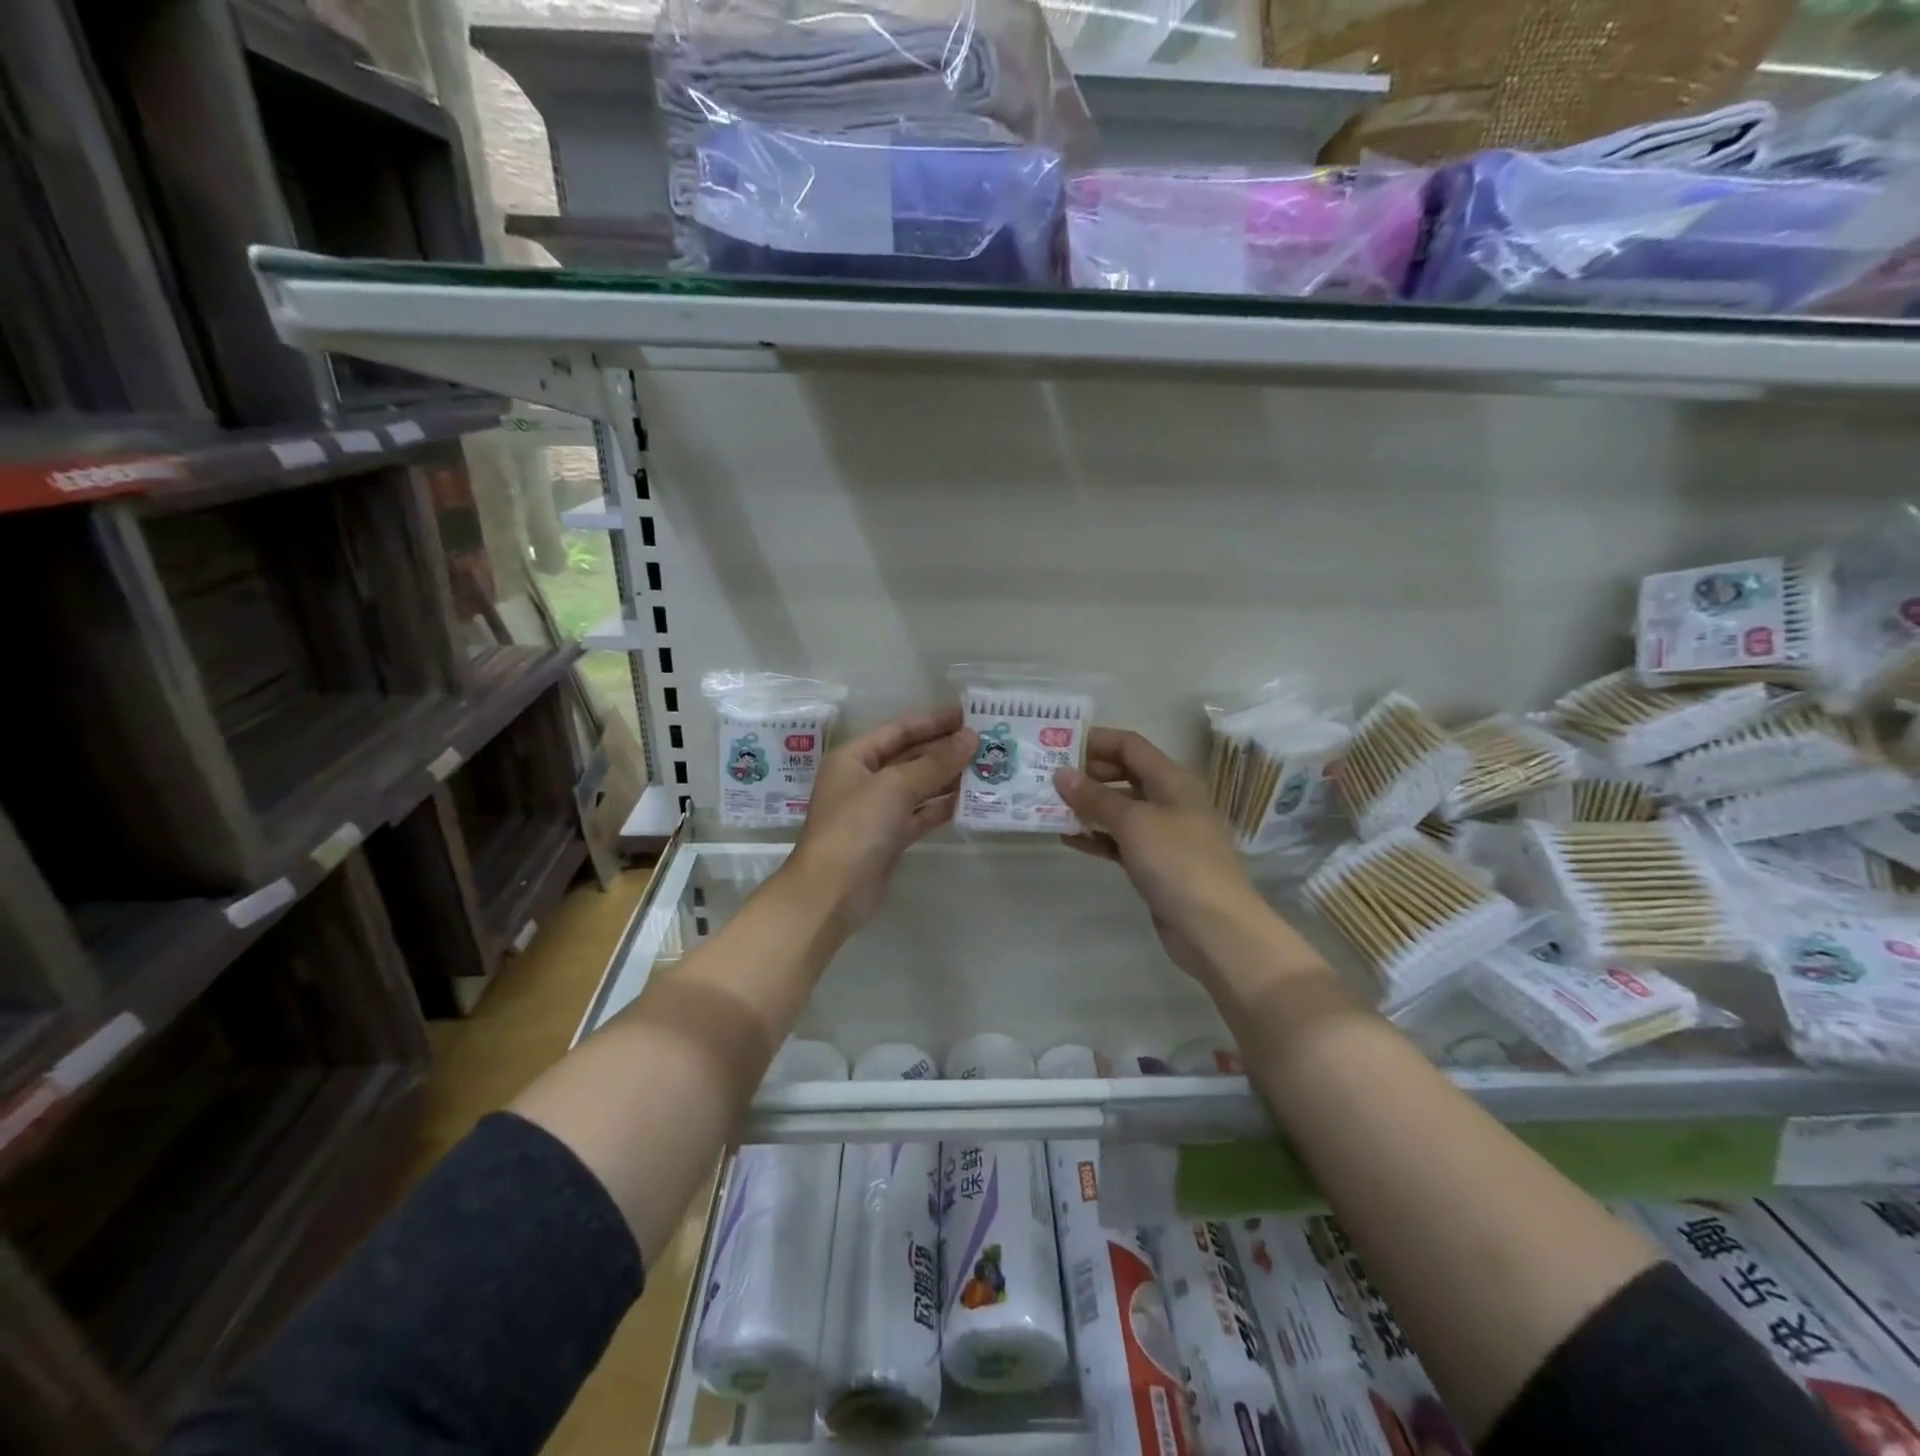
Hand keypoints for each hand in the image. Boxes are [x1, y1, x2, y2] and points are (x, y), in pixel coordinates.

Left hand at [787, 705, 977, 929]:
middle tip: (985, 740)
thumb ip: (935, 762)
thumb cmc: (856, 826)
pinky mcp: (890, 837)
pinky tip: (969, 798)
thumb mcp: (896, 786)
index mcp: (854, 757)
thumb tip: (971, 738)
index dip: (933, 721)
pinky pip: (920, 813)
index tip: (968, 714)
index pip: (899, 730)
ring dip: (948, 777)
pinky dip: (942, 806)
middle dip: (944, 749)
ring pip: (918, 786)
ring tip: (985, 766)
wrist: (832, 892)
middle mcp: (864, 779)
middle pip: (910, 756)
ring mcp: (877, 810)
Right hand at [1054, 728, 1269, 984]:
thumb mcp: (1134, 822)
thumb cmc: (1177, 861)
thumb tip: (1062, 774)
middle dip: (1087, 774)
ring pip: (1119, 809)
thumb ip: (1095, 797)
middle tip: (1047, 777)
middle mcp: (1169, 799)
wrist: (1214, 928)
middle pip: (1123, 774)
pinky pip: (1119, 840)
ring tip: (1048, 806)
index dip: (1095, 741)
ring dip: (1087, 806)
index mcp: (1172, 779)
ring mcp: (1163, 833)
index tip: (1058, 745)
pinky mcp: (1154, 864)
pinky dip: (1096, 837)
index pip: (1129, 745)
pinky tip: (1067, 838)